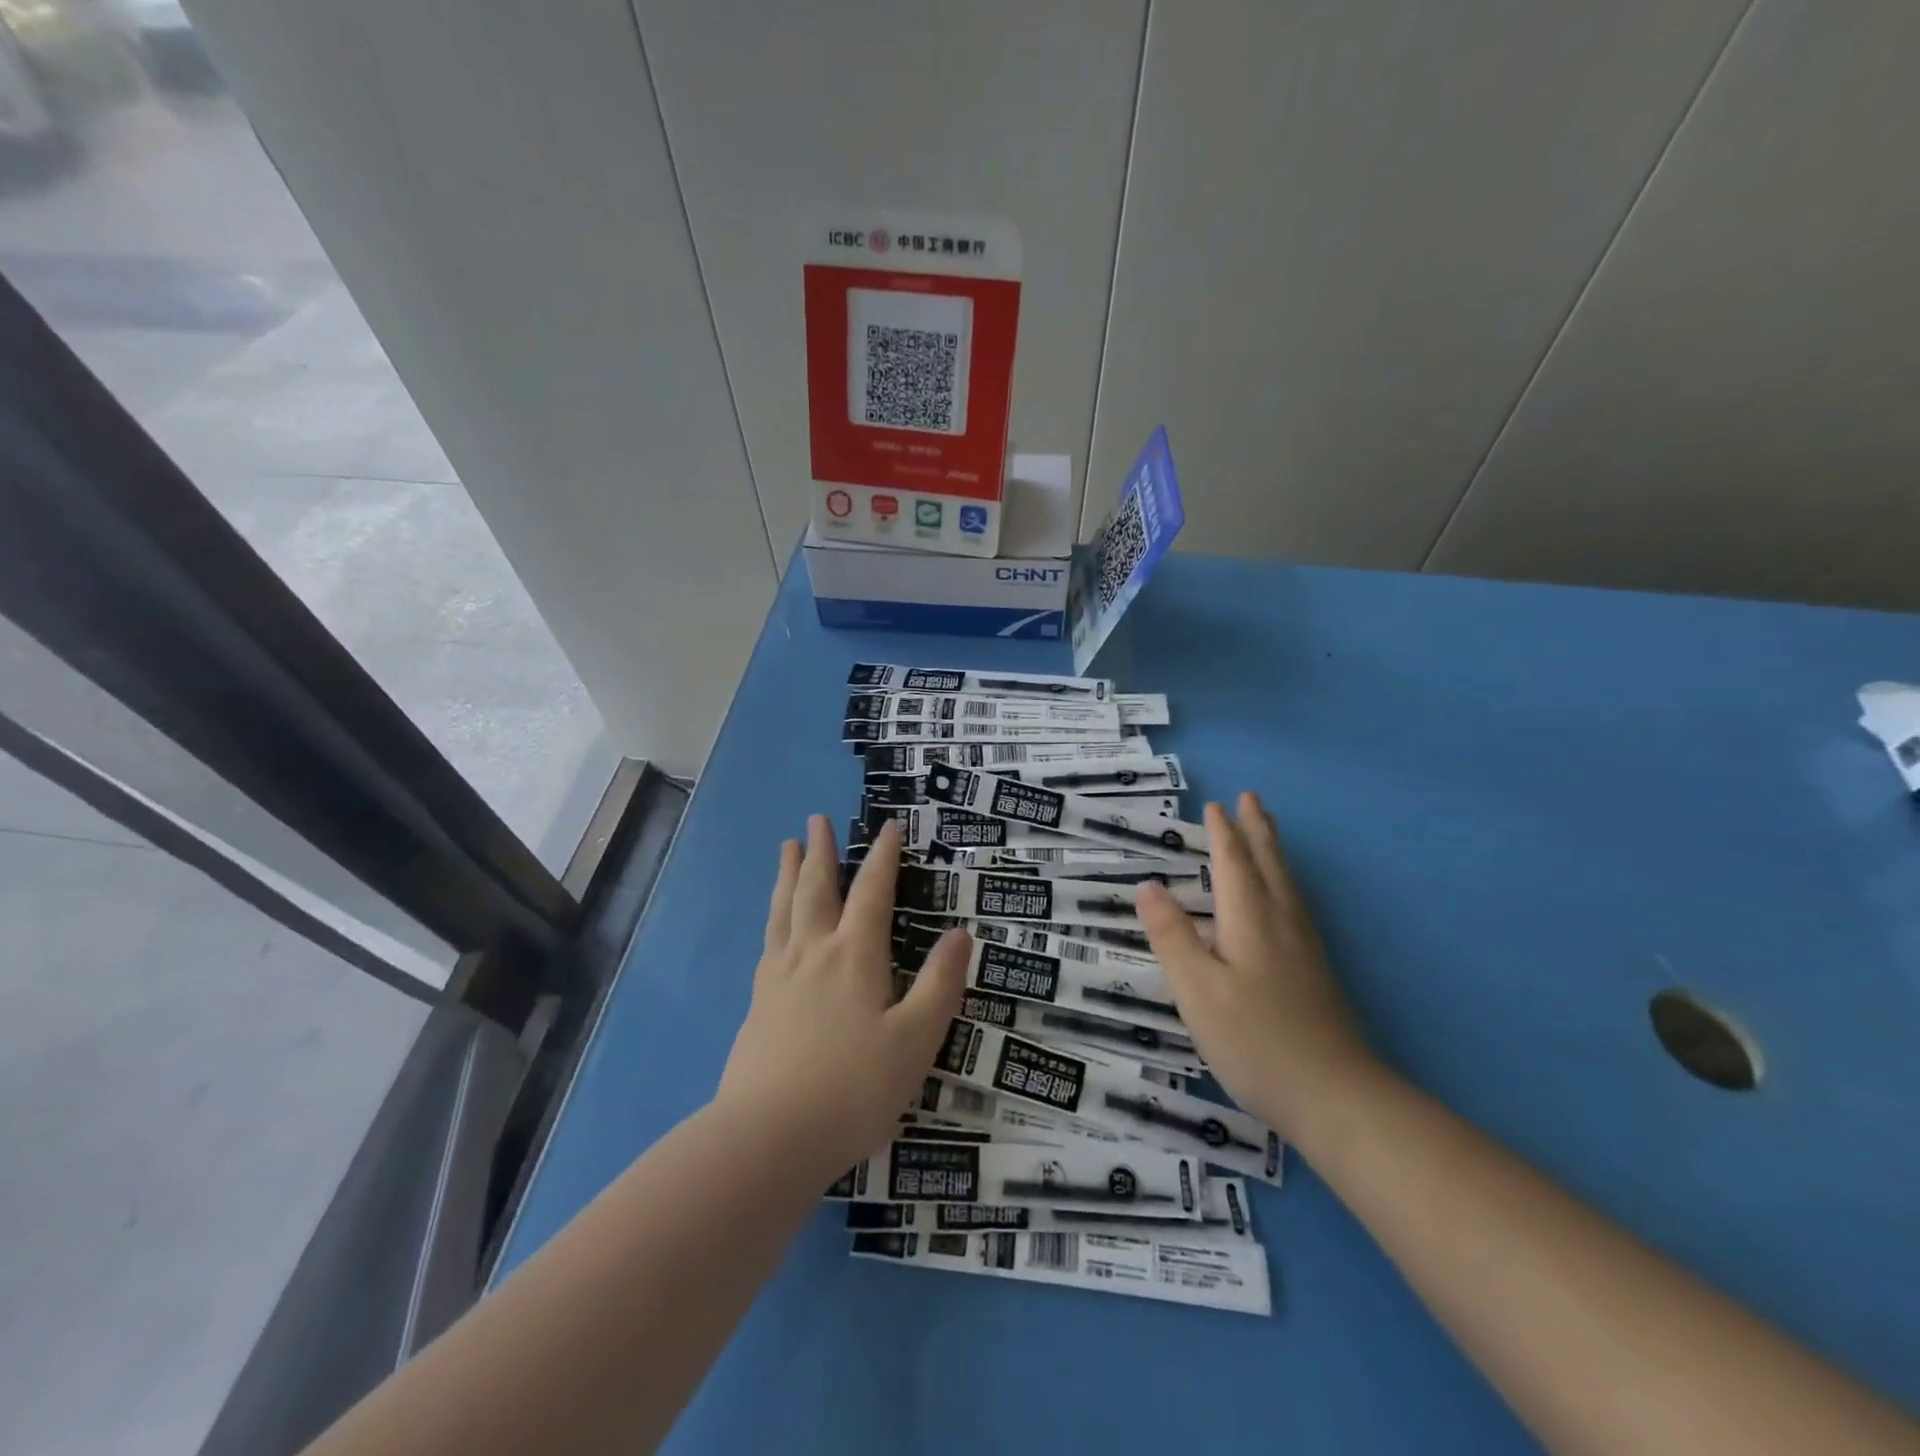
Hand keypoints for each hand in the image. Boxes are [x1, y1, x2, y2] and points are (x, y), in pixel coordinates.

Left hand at [715, 815, 969, 1177]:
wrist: (767, 1139)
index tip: (889, 826)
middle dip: (821, 850)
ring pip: (785, 909)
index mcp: (855, 955)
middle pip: (817, 888)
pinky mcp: (758, 1003)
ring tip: (787, 848)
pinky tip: (775, 921)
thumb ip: (940, 984)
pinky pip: (768, 940)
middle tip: (815, 818)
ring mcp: (780, 976)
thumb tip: (961, 933)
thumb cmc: (853, 1089)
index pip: (873, 891)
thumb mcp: (915, 1040)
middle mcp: (814, 952)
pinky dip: (774, 915)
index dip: (884, 856)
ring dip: (789, 874)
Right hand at [1135, 793, 1377, 1145]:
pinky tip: (1284, 899)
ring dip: (1273, 851)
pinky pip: (1295, 904)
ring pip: (1287, 883)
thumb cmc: (1256, 1040)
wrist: (1337, 1098)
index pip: (1233, 863)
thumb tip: (1148, 886)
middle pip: (1268, 864)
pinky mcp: (1315, 971)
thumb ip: (1172, 936)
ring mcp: (1304, 947)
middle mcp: (1281, 922)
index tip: (1215, 805)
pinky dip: (1284, 882)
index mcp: (1250, 919)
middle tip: (1252, 798)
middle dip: (1256, 830)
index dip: (1222, 833)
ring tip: (1268, 831)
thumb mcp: (1197, 990)